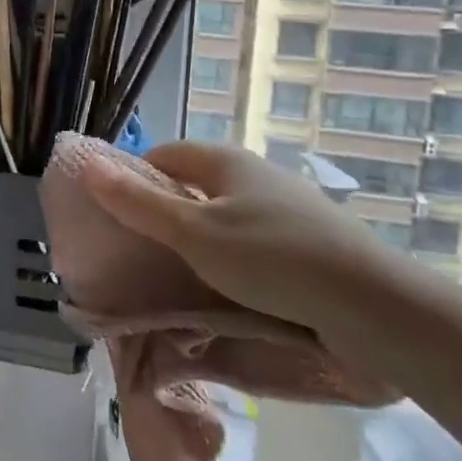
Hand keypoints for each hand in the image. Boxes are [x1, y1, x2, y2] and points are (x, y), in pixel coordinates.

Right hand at [82, 141, 403, 335]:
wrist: (375, 305)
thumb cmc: (272, 260)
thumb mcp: (194, 234)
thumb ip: (139, 204)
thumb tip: (86, 165)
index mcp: (225, 161)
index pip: (164, 155)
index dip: (134, 179)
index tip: (118, 219)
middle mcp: (256, 173)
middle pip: (194, 184)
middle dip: (166, 213)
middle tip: (144, 254)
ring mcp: (287, 206)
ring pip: (225, 215)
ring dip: (201, 239)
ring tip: (184, 277)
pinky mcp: (309, 240)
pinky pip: (255, 240)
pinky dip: (235, 258)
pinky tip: (235, 290)